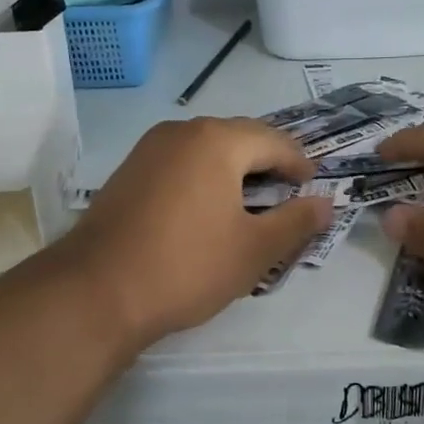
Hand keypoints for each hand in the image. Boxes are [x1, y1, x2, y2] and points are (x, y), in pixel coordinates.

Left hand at [59, 118, 330, 348]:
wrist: (97, 291)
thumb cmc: (187, 266)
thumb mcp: (255, 250)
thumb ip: (297, 222)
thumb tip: (325, 203)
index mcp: (217, 140)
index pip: (274, 141)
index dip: (300, 164)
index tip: (313, 188)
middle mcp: (181, 132)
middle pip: (239, 138)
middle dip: (267, 163)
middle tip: (287, 195)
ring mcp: (148, 150)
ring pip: (206, 150)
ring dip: (234, 171)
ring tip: (250, 204)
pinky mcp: (127, 173)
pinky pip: (179, 164)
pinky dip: (203, 179)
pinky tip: (206, 211)